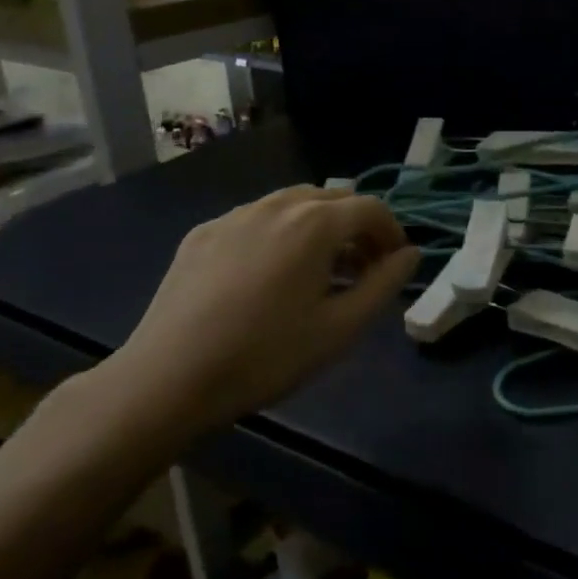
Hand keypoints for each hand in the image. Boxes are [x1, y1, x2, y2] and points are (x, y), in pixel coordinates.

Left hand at [106, 185, 418, 434]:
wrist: (167, 379)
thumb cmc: (266, 356)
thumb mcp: (341, 328)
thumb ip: (384, 284)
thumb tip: (410, 254)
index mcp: (315, 223)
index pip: (371, 208)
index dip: (392, 232)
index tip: (394, 264)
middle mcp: (277, 205)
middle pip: (333, 199)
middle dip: (357, 227)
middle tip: (362, 268)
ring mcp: (234, 216)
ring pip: (292, 204)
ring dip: (319, 226)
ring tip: (319, 269)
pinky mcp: (203, 233)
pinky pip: (256, 219)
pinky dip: (279, 233)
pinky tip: (269, 275)